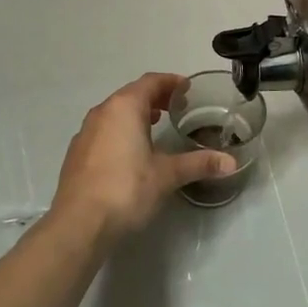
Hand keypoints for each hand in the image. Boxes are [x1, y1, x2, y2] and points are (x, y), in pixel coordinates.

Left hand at [50, 73, 235, 243]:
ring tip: (156, 124)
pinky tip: (130, 151)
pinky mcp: (76, 153)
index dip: (171, 82)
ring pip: (115, 112)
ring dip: (137, 113)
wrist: (78, 224)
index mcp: (125, 107)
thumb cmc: (126, 189)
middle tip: (177, 106)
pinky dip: (121, 129)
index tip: (188, 89)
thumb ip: (198, 163)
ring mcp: (85, 132)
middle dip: (155, 97)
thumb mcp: (167, 175)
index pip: (151, 82)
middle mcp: (102, 112)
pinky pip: (104, 129)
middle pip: (132, 94)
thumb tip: (230, 162)